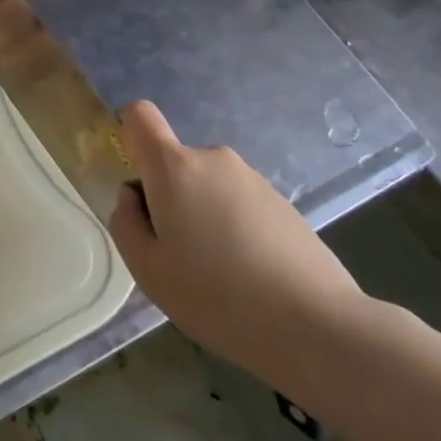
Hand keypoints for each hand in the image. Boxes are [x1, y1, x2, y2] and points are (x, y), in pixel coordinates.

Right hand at [109, 100, 367, 395]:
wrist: (314, 324)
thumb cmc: (215, 295)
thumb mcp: (148, 269)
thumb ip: (126, 222)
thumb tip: (132, 196)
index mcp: (174, 167)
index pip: (140, 116)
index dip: (128, 132)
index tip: (134, 179)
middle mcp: (213, 159)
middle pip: (174, 163)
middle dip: (168, 197)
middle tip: (177, 254)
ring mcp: (252, 178)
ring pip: (207, 186)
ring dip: (202, 215)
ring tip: (217, 272)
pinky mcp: (282, 202)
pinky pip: (239, 203)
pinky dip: (234, 227)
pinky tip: (249, 275)